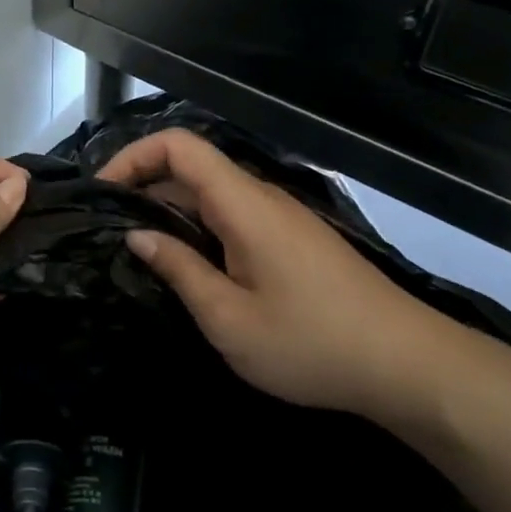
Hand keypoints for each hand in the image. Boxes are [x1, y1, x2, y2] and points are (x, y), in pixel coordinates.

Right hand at [98, 129, 451, 415]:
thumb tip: (137, 236)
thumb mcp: (229, 318)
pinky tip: (188, 266)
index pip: (179, 146)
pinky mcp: (292, 240)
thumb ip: (178, 269)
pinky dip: (198, 227)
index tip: (101, 193)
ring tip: (137, 251)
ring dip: (169, 211)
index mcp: (243, 204)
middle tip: (106, 231)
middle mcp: (261, 197)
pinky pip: (233, 216)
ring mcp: (281, 217)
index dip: (133, 156)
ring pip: (211, 194)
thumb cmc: (311, 343)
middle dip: (142, 187)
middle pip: (191, 167)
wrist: (409, 365)